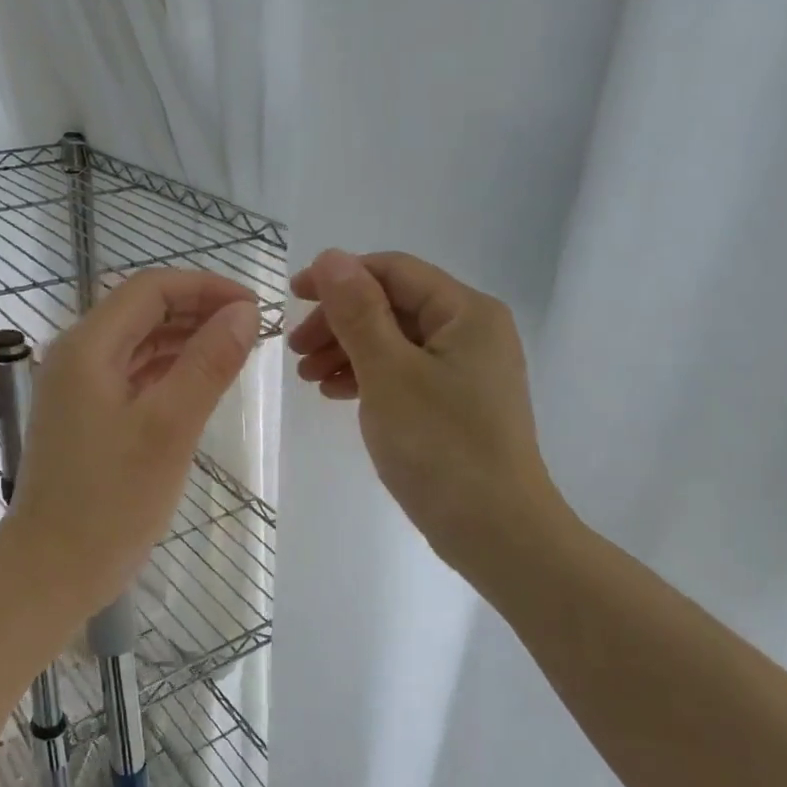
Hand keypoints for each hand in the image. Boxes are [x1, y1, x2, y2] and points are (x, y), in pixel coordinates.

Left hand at [0, 269, 260, 621]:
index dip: (206, 288)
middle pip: (142, 311)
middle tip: (252, 330)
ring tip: (235, 352)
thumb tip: (244, 312)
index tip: (254, 307)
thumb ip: (207, 364)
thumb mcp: (168, 429)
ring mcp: (77, 390)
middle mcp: (76, 357)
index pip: (151, 289)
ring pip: (138, 345)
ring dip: (185, 340)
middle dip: (198, 311)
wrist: (50, 572)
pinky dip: (167, 372)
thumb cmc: (109, 502)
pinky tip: (199, 385)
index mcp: (88, 348)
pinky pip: (131, 377)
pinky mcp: (85, 419)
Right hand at [288, 249, 569, 578]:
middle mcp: (473, 331)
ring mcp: (468, 370)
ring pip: (396, 342)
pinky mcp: (458, 403)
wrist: (495, 530)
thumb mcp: (388, 373)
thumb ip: (357, 312)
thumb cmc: (440, 446)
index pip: (393, 271)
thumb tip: (330, 256)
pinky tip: (337, 394)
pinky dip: (369, 377)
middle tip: (295, 352)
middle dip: (340, 322)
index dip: (338, 277)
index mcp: (466, 312)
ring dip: (348, 351)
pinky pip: (406, 373)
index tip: (291, 298)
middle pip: (394, 306)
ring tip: (309, 379)